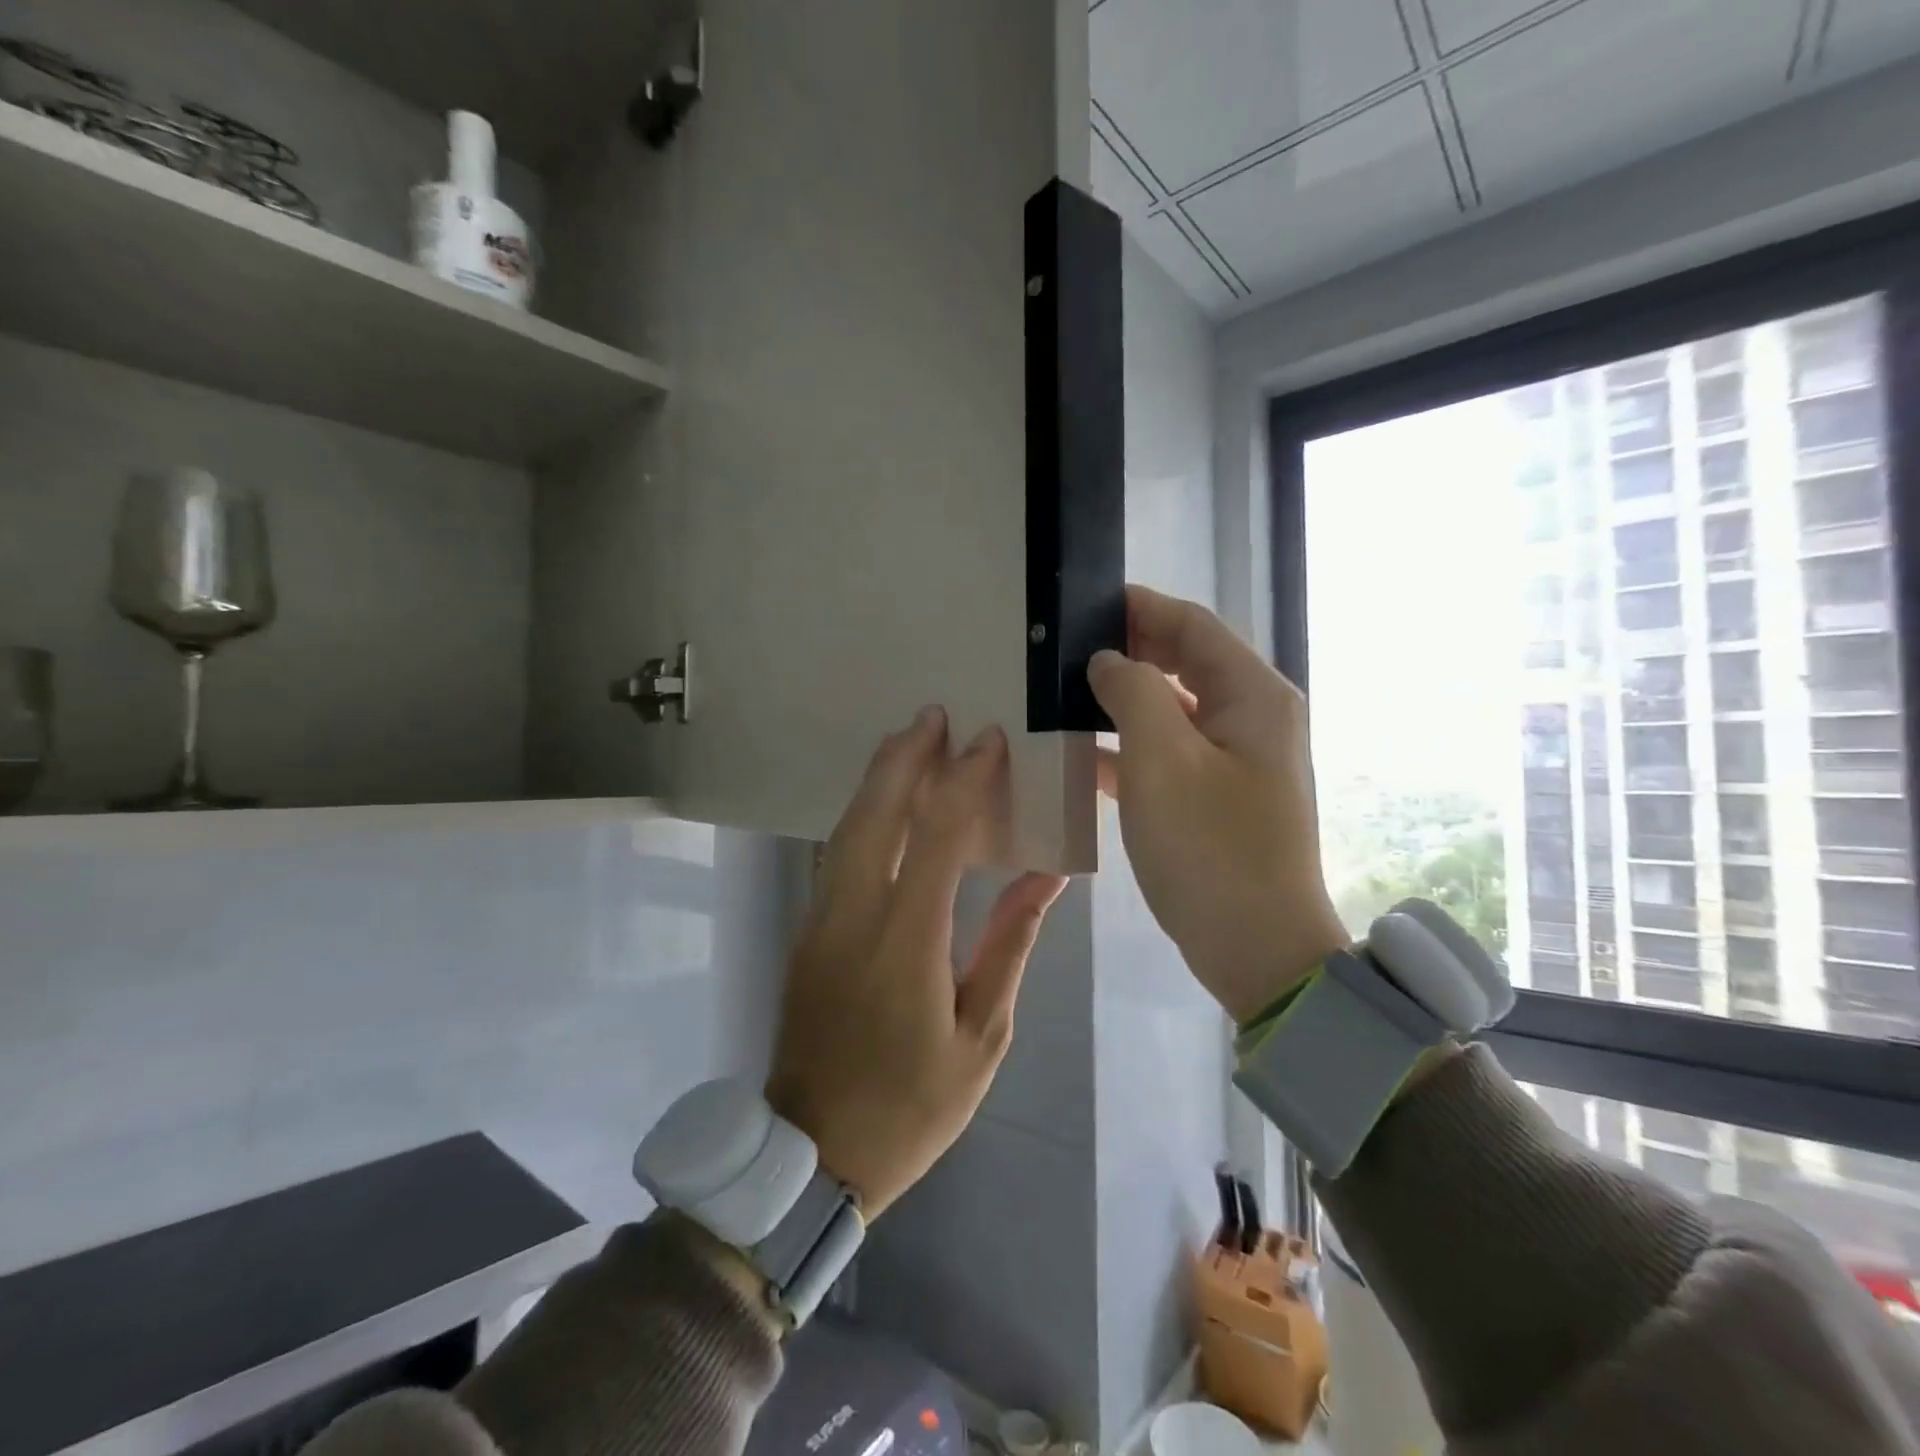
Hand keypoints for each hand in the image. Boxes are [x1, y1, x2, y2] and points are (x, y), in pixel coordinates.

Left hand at [767, 709, 1067, 1217]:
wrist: (812, 1151)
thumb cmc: (913, 1104)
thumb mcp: (983, 1035)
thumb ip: (1009, 944)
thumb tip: (1046, 879)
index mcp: (905, 943)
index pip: (937, 837)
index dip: (963, 782)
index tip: (987, 743)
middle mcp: (853, 917)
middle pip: (874, 815)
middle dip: (904, 759)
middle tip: (933, 716)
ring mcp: (820, 921)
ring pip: (846, 829)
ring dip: (878, 780)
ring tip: (909, 743)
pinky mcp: (808, 932)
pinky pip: (837, 854)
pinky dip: (863, 816)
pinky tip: (886, 805)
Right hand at [1088, 586, 1347, 1023]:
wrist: (1257, 948)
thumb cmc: (1210, 848)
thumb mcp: (1160, 760)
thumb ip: (1131, 693)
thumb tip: (1108, 661)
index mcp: (1253, 695)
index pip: (1193, 625)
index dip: (1140, 607)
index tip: (1083, 603)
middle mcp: (1253, 716)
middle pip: (1186, 661)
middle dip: (1129, 650)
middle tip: (1064, 648)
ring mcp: (1237, 759)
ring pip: (1174, 707)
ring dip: (1125, 698)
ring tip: (1064, 693)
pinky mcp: (1217, 795)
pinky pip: (1170, 751)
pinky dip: (1131, 745)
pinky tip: (1083, 754)